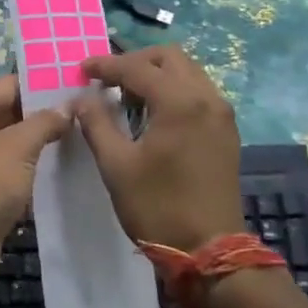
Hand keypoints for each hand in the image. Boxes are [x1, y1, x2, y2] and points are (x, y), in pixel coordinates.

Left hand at [0, 74, 72, 295]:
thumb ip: (45, 121)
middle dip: (46, 113)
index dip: (43, 85)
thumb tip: (69, 105)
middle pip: (11, 111)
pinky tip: (66, 165)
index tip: (79, 86)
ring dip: (44, 140)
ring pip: (15, 141)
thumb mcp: (18, 147)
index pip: (9, 85)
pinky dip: (35, 165)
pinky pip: (14, 167)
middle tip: (88, 111)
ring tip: (85, 135)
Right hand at [76, 46, 246, 252]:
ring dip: (156, 75)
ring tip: (126, 96)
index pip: (137, 68)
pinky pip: (198, 93)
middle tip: (107, 80)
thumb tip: (82, 98)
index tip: (81, 69)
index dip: (105, 65)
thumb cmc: (158, 207)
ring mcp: (221, 114)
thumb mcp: (116, 166)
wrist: (210, 249)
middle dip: (135, 62)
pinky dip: (174, 91)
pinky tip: (153, 114)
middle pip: (169, 58)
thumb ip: (96, 123)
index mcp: (180, 102)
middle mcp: (207, 98)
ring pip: (187, 72)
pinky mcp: (226, 131)